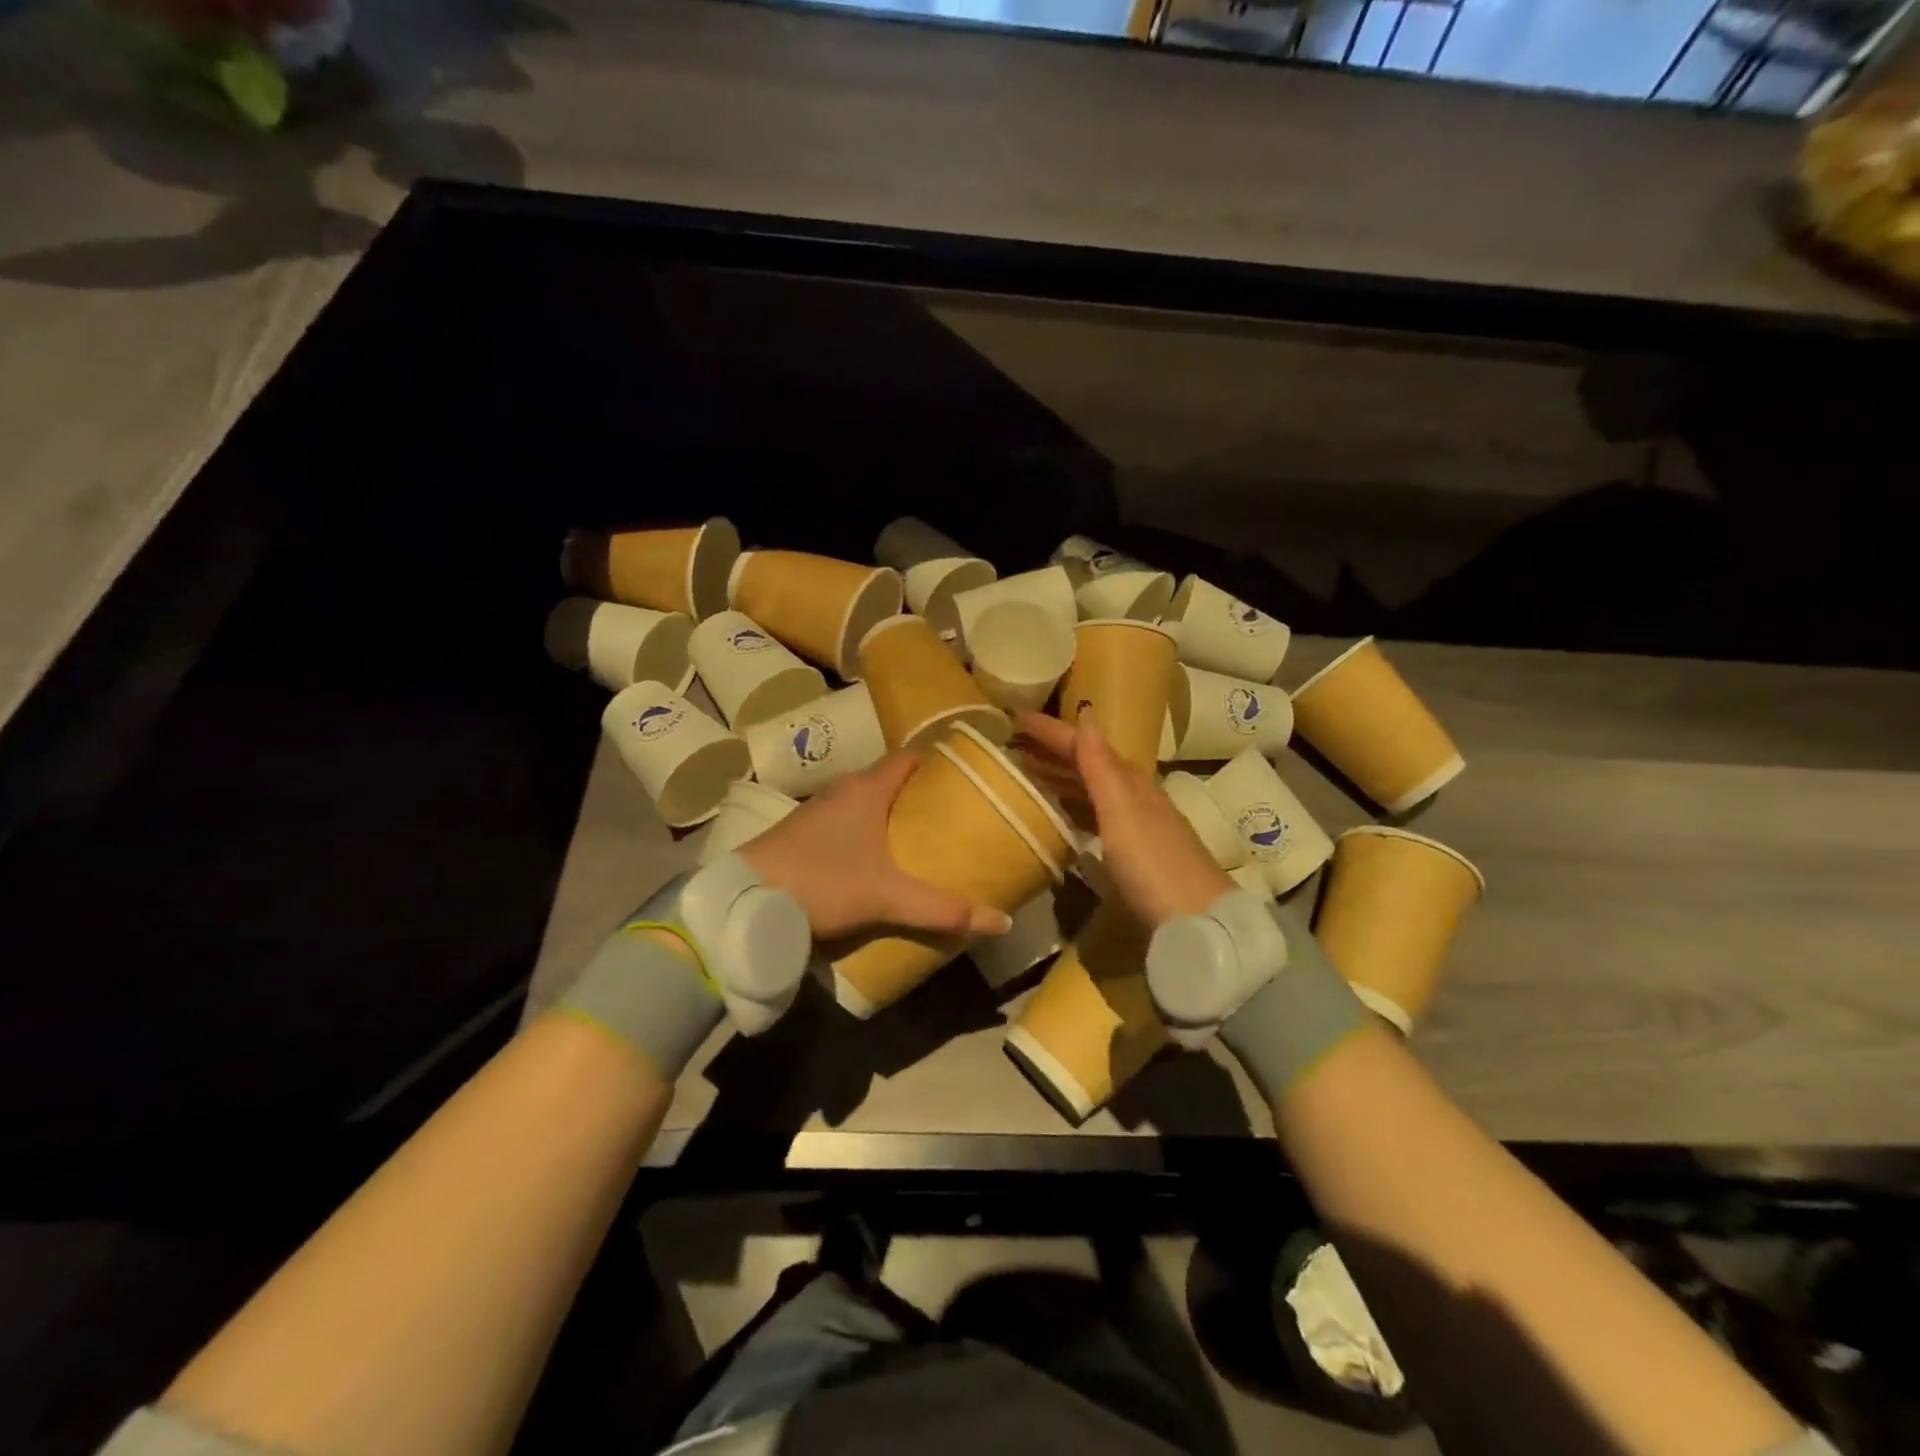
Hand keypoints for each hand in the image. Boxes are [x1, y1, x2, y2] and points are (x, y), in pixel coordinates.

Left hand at [739, 752, 1014, 942]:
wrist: (744, 901)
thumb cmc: (821, 883)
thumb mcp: (887, 898)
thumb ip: (943, 909)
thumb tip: (1002, 922)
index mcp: (866, 789)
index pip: (910, 757)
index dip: (940, 762)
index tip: (966, 777)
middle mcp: (842, 790)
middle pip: (891, 780)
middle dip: (921, 794)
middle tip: (953, 815)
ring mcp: (817, 811)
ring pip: (866, 802)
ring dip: (891, 814)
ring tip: (922, 838)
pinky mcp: (800, 834)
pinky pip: (845, 822)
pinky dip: (867, 831)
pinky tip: (876, 859)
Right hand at [1013, 711, 1232, 928]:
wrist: (1195, 920)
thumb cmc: (1152, 862)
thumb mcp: (1121, 811)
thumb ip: (1100, 767)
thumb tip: (1086, 716)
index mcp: (1130, 781)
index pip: (1085, 745)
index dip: (1052, 731)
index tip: (1014, 719)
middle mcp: (1134, 797)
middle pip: (1089, 765)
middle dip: (1052, 752)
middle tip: (1013, 745)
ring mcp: (1136, 826)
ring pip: (1091, 790)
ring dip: (1061, 778)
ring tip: (1027, 775)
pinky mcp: (1133, 854)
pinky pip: (1094, 816)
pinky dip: (1073, 807)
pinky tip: (1060, 817)